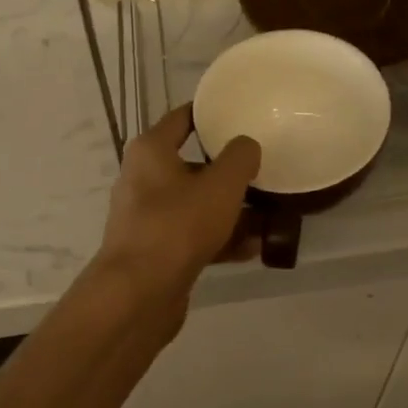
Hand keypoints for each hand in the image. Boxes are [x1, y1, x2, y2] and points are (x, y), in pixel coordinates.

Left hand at [94, 105, 260, 318]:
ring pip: (196, 204)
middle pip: (193, 165)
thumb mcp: (221, 185)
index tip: (239, 114)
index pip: (182, 118)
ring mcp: (147, 217)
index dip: (210, 114)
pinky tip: (253, 248)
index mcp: (151, 151)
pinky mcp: (155, 250)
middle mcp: (143, 178)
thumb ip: (240, 158)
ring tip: (268, 216)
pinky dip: (220, 238)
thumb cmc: (178, 225)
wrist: (138, 293)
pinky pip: (193, 235)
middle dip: (228, 172)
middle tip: (262, 171)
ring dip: (230, 210)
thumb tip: (246, 146)